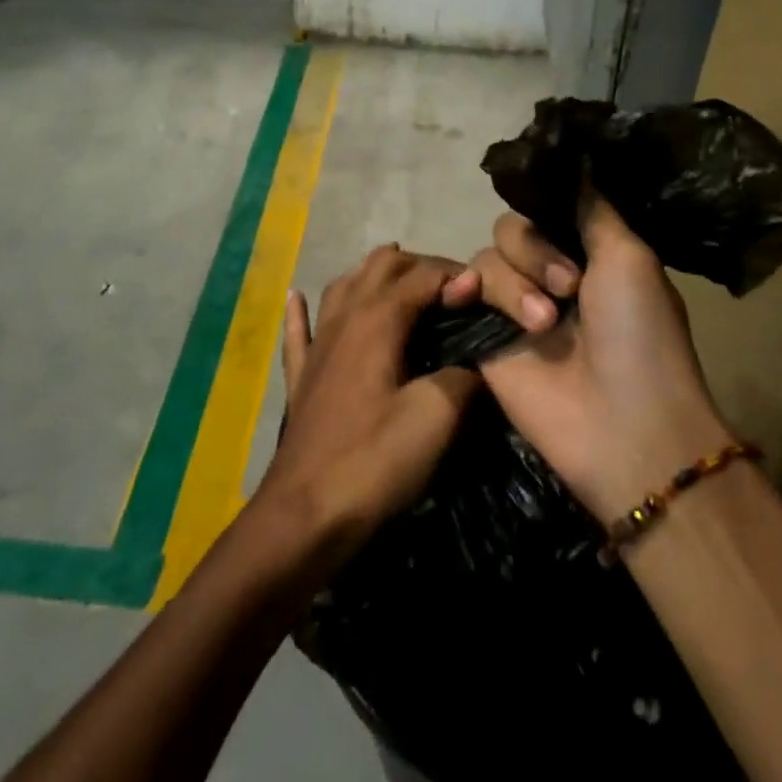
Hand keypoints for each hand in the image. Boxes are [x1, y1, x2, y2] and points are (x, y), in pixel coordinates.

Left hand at [252, 245, 480, 567]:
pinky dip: (301, 310)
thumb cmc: (373, 461)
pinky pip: (298, 330)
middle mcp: (343, 318)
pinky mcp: (302, 376)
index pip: (423, 276)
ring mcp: (317, 345)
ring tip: (396, 276)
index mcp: (378, 320)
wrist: (305, 513)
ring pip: (342, 287)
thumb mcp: (435, 417)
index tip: (486, 292)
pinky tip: (295, 296)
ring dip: (371, 275)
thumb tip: (475, 361)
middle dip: (418, 267)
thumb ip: (462, 377)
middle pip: (380, 268)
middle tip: (453, 290)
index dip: (457, 276)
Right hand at [465, 197, 730, 520]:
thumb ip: (591, 208)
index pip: (546, 208)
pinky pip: (462, 290)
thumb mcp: (629, 258)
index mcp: (587, 254)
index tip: (559, 219)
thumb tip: (576, 156)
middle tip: (568, 288)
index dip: (546, 208)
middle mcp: (547, 274)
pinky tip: (468, 298)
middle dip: (536, 252)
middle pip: (512, 227)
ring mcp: (513, 306)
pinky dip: (464, 288)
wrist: (622, 424)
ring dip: (515, 285)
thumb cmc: (639, 336)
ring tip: (543, 326)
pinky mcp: (483, 335)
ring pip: (487, 257)